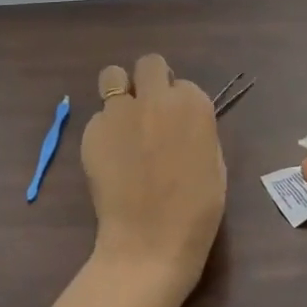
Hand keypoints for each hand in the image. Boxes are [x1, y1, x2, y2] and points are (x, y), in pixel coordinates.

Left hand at [81, 54, 226, 296]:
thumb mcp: (214, 163)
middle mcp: (156, 98)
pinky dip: (104, 130)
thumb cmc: (196, 212)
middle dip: (150, 81)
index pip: (183, 85)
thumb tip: (182, 123)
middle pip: (149, 64)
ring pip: (112, 76)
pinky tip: (110, 158)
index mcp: (193, 104)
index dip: (178, 104)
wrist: (150, 242)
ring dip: (120, 91)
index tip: (177, 125)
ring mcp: (119, 111)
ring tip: (123, 121)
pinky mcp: (92, 130)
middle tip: (149, 110)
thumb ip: (197, 130)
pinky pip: (98, 117)